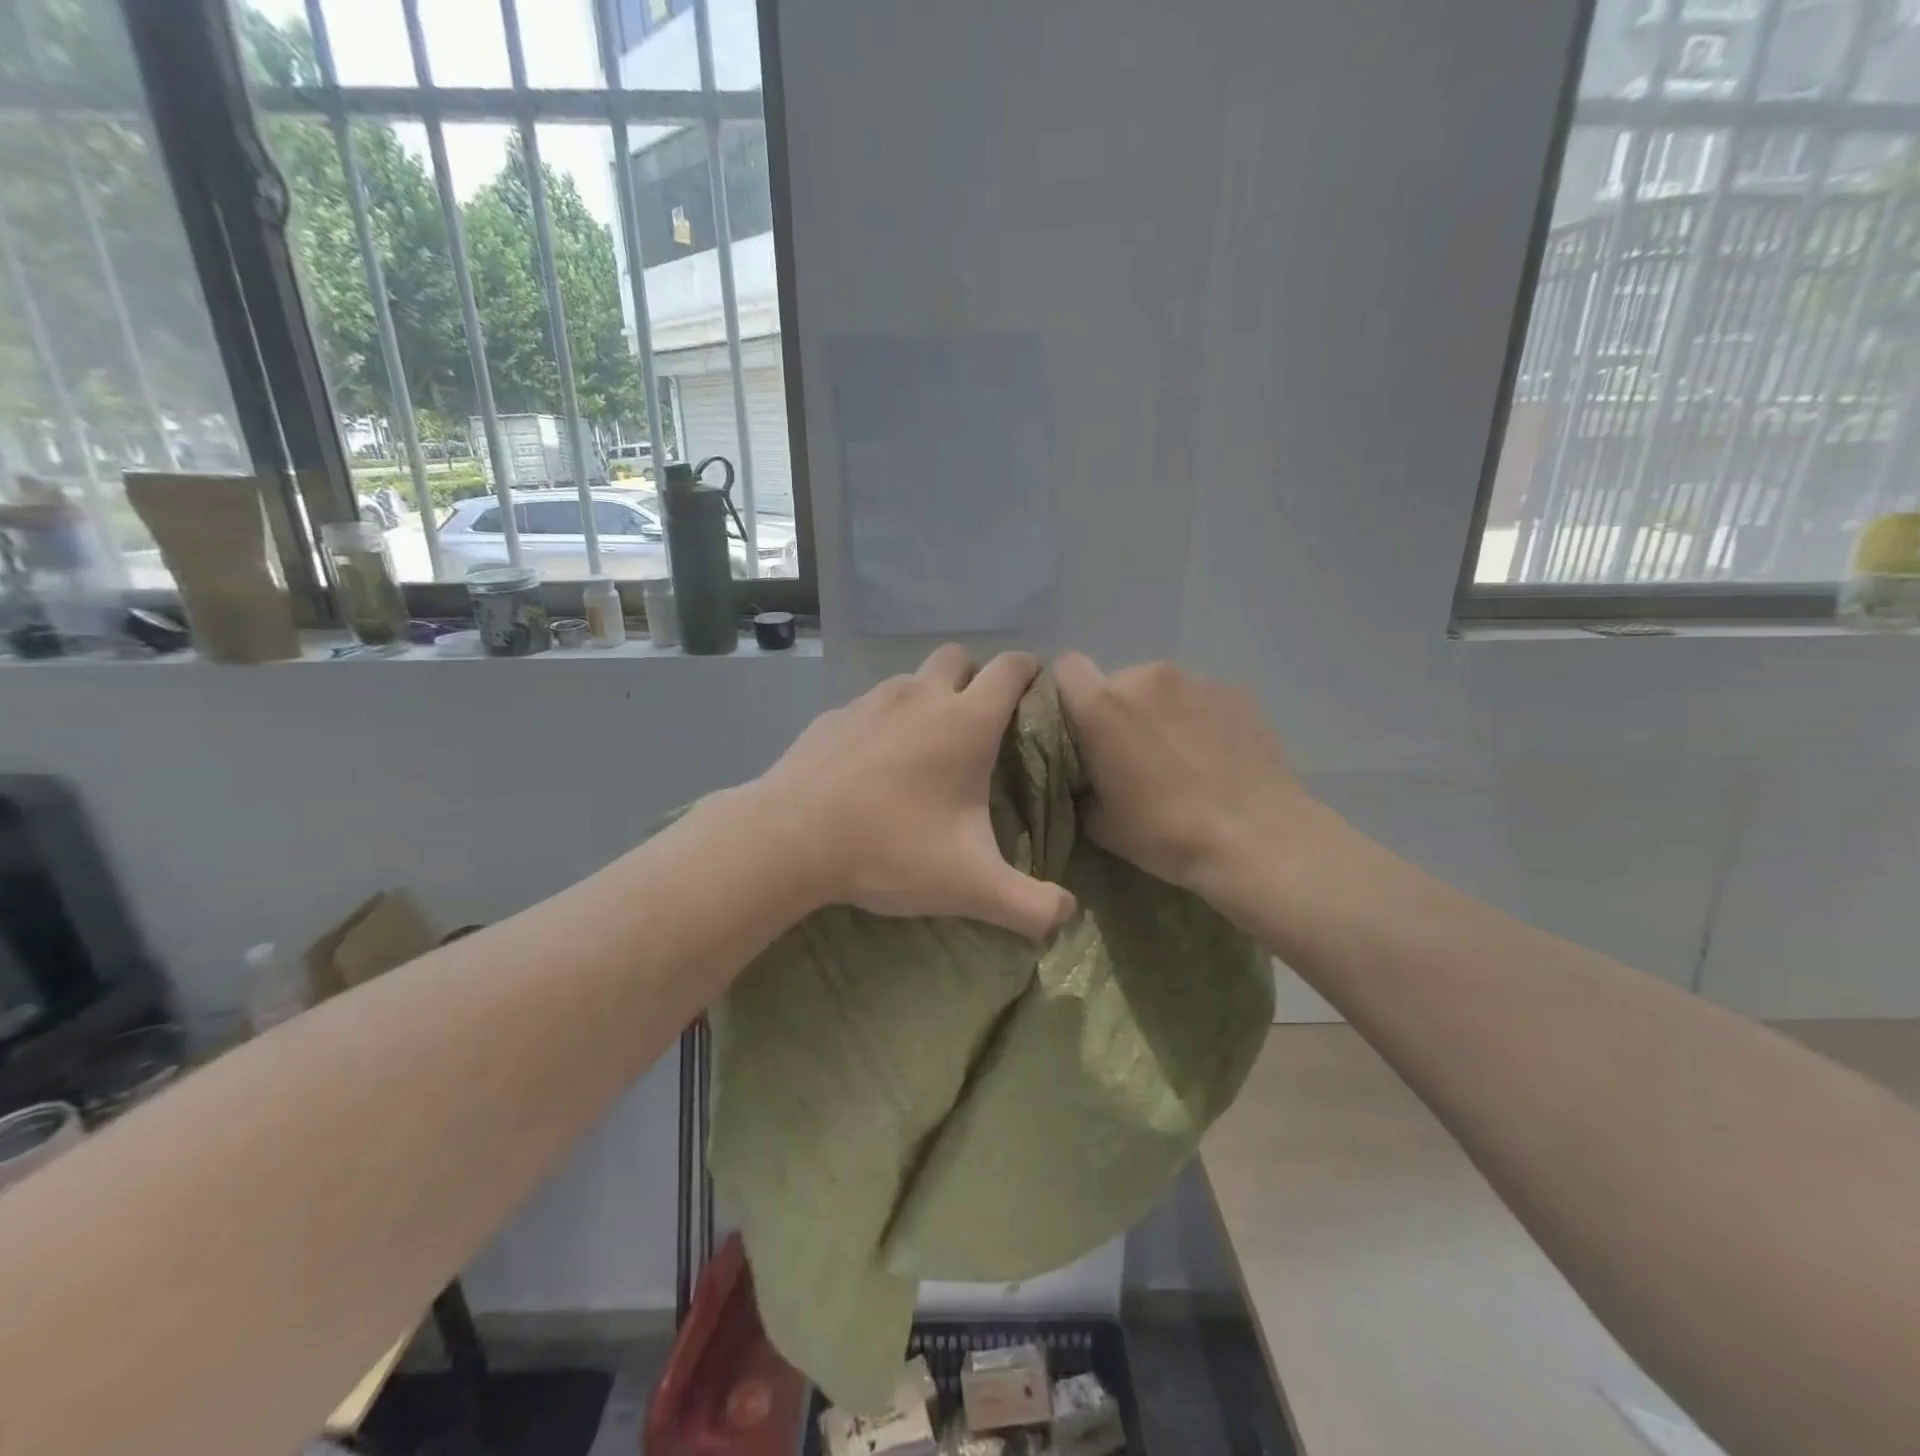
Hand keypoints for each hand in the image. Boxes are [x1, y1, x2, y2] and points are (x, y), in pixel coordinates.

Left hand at [749, 644, 1075, 939]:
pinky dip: (885, 720)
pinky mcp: (833, 716)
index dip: (1029, 672)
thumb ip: (1029, 905)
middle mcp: (921, 696)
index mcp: (965, 722)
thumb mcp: (970, 885)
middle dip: (975, 678)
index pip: (1011, 668)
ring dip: (928, 697)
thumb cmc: (890, 849)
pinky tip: (874, 765)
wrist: (788, 839)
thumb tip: (1067, 917)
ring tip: (924, 748)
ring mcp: (871, 701)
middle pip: (958, 657)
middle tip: (977, 726)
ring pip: (912, 678)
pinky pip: (871, 704)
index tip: (1034, 694)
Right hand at [1053, 652, 1316, 899]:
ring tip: (1183, 755)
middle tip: (1136, 754)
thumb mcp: (1100, 823)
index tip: (1080, 726)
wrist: (1256, 840)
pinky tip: (1218, 756)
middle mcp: (1146, 677)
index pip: (1067, 667)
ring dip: (1162, 712)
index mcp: (1103, 706)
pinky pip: (1203, 697)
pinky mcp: (1237, 691)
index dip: (1069, 693)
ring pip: (1162, 688)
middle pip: (1118, 682)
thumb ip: (1082, 783)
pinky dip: (1201, 718)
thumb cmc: (1165, 834)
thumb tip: (1088, 775)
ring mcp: (1197, 680)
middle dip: (1120, 710)